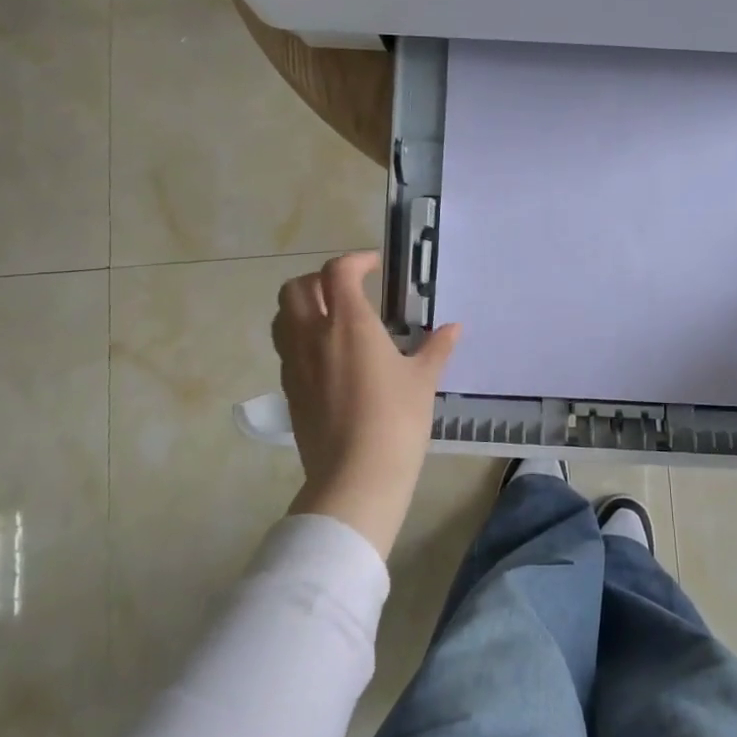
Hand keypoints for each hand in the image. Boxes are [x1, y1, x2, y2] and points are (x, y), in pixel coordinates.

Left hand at [271, 251, 459, 554]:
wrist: (356, 475)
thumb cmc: (397, 420)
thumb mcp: (423, 381)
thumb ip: (436, 348)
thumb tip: (453, 328)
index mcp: (349, 324)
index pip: (338, 272)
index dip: (356, 261)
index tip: (374, 267)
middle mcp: (314, 335)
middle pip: (296, 287)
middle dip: (319, 279)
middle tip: (347, 291)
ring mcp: (295, 363)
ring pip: (282, 317)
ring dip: (302, 307)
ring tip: (330, 319)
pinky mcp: (289, 390)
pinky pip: (286, 349)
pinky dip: (300, 339)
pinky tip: (327, 358)